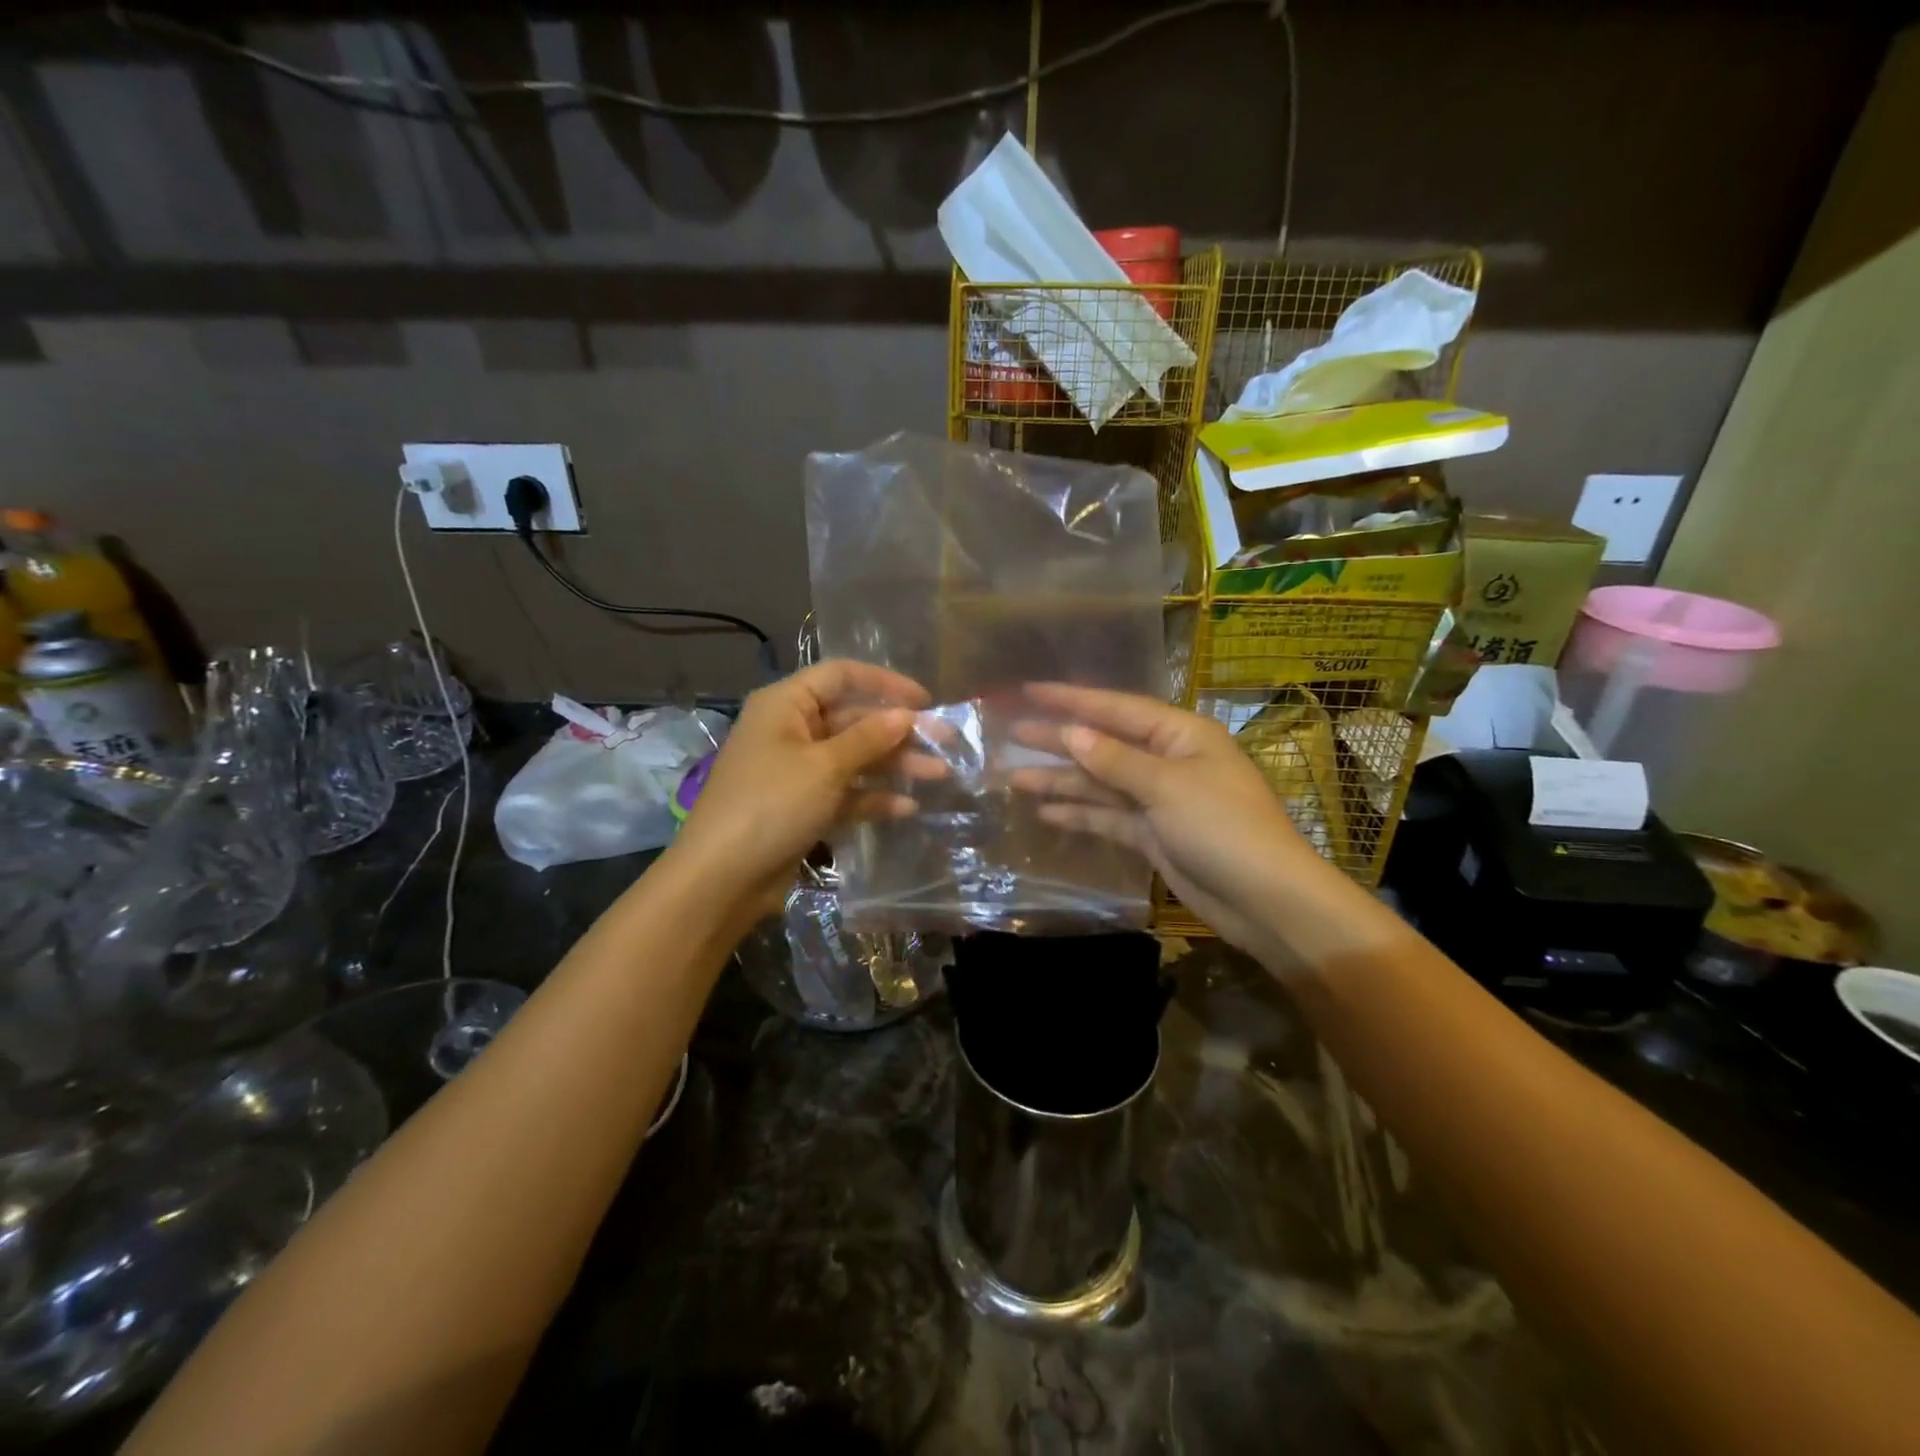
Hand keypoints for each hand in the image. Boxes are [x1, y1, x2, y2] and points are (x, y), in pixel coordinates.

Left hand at [670, 660, 931, 919]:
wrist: (721, 878)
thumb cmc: (770, 805)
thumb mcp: (824, 767)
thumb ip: (868, 738)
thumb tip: (906, 715)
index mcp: (786, 705)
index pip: (841, 676)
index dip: (885, 683)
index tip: (925, 701)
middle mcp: (791, 730)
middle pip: (853, 719)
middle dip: (898, 732)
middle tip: (945, 743)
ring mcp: (796, 771)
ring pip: (854, 758)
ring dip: (893, 765)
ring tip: (938, 775)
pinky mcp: (802, 807)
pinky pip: (845, 792)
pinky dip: (872, 798)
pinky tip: (906, 808)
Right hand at [1009, 683, 1322, 954]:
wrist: (1265, 900)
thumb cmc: (1223, 828)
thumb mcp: (1167, 787)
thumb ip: (1115, 760)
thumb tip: (1071, 733)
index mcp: (1179, 735)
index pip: (1116, 709)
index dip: (1070, 699)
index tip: (1029, 691)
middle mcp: (1167, 760)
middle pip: (1103, 744)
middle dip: (1058, 741)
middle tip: (1010, 734)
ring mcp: (1159, 800)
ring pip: (1101, 783)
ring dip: (1061, 781)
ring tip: (1014, 779)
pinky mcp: (1153, 835)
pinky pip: (1109, 817)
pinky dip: (1080, 815)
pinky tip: (1046, 813)